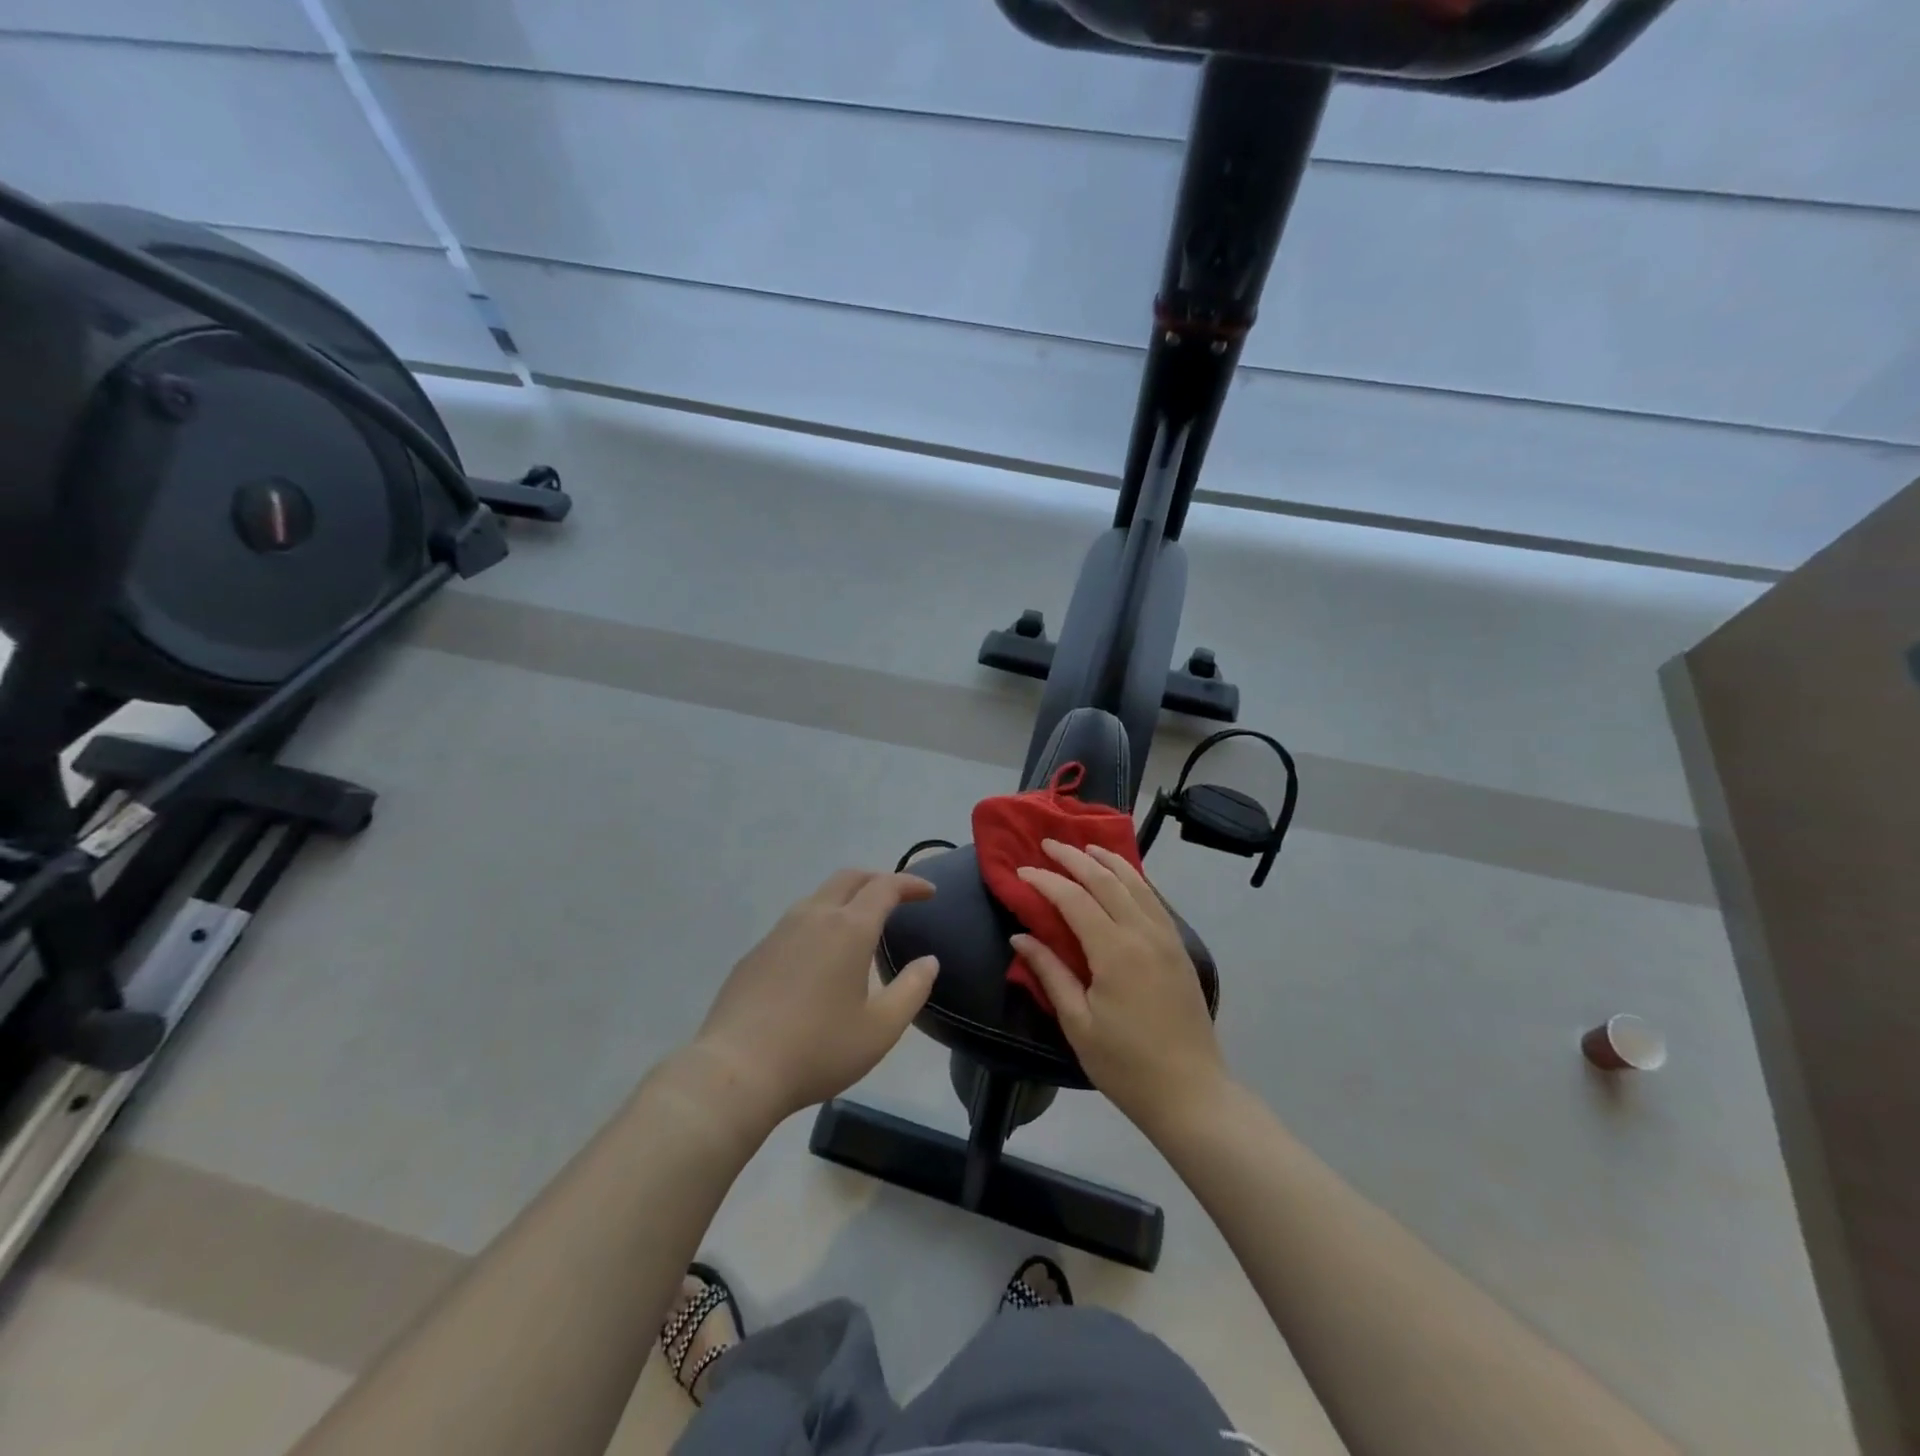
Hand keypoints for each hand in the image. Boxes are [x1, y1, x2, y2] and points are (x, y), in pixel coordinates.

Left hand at [687, 869, 938, 1131]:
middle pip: (849, 878)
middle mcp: (813, 917)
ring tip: (860, 925)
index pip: (885, 887)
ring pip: (818, 897)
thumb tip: (928, 961)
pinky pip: (795, 923)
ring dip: (846, 899)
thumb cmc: (818, 1049)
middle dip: (877, 879)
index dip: (910, 883)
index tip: (929, 892)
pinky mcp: (755, 953)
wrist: (736, 1071)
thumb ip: (912, 990)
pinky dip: (819, 922)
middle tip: (897, 897)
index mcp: (849, 929)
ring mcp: (779, 932)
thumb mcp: (881, 1029)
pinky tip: (819, 957)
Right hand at [1013, 840, 1229, 1134]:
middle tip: (1048, 844)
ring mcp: (1166, 938)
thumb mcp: (1078, 1023)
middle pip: (1106, 880)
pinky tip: (1123, 877)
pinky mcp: (1179, 949)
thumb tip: (1020, 937)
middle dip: (1075, 858)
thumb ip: (1049, 973)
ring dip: (1108, 860)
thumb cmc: (1125, 1064)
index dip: (1045, 881)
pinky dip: (1134, 879)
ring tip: (1085, 847)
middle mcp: (1143, 933)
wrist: (1191, 1093)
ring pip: (1136, 883)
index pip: (1073, 899)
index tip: (1022, 871)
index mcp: (1114, 951)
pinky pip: (1154, 899)